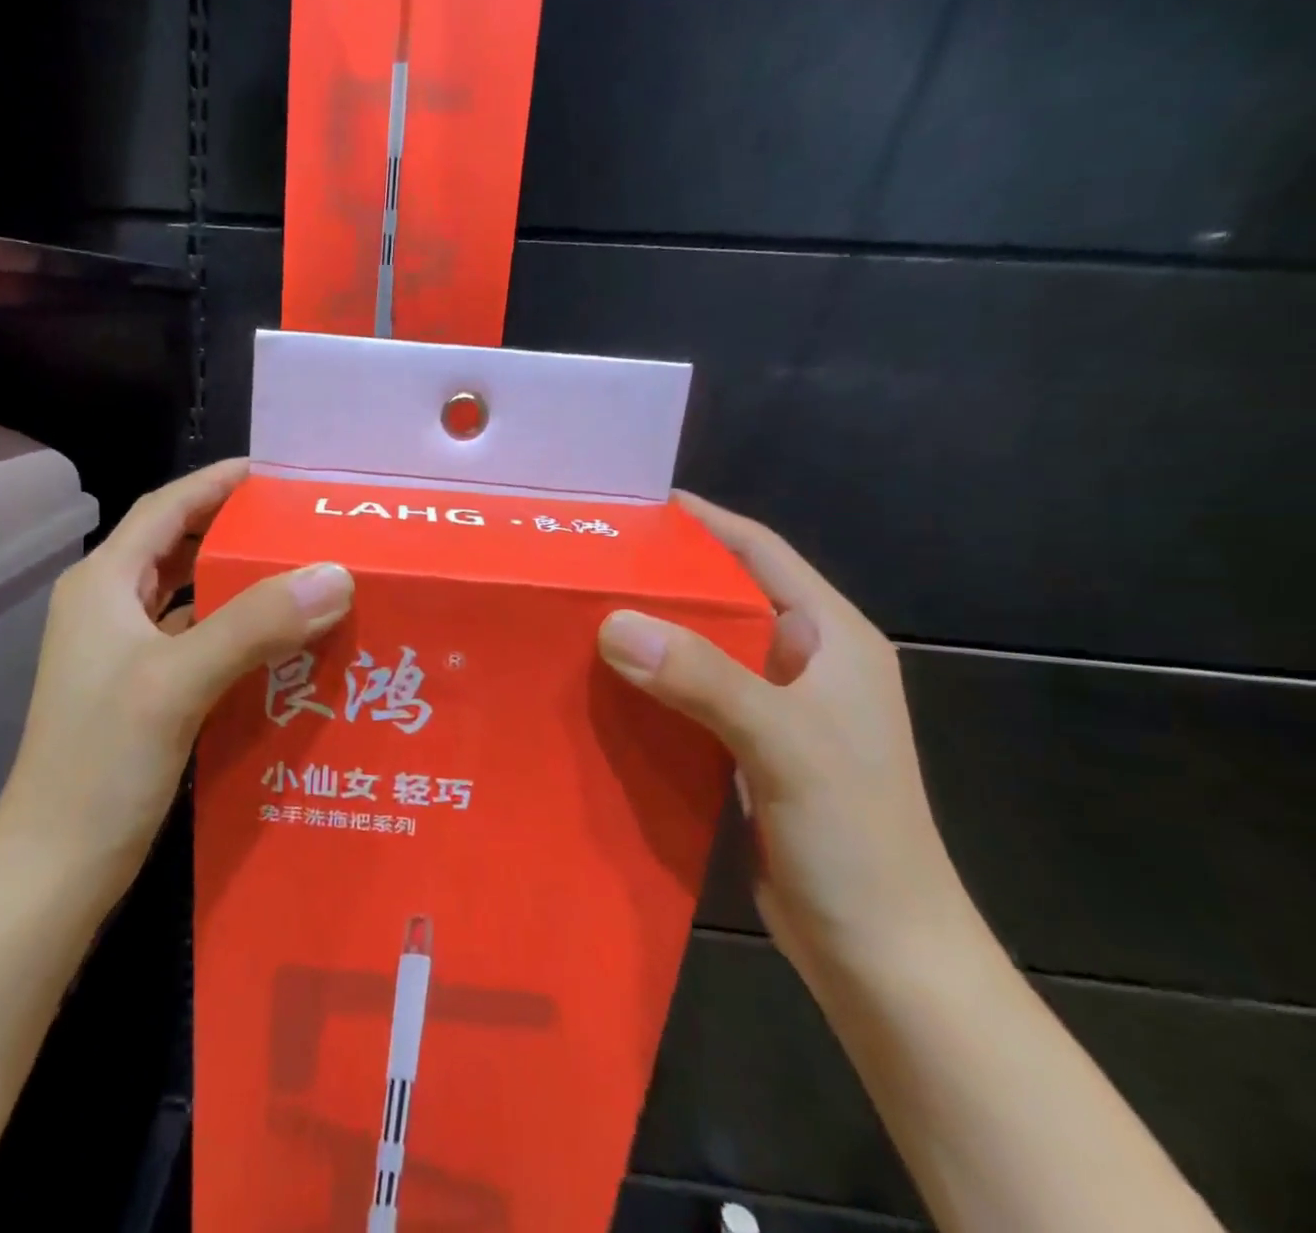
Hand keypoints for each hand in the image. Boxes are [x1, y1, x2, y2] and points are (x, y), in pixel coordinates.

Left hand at [0, 459, 353, 887]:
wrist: (54, 867)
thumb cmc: (101, 764)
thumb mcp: (177, 682)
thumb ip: (255, 623)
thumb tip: (335, 574)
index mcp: (103, 584)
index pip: (166, 508)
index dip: (216, 483)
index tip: (274, 473)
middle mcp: (108, 607)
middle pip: (178, 547)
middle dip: (235, 530)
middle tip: (300, 527)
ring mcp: (122, 653)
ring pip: (189, 597)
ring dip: (239, 585)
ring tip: (302, 577)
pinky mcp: (140, 691)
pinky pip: (196, 641)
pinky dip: (236, 633)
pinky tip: (280, 644)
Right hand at [597, 493, 974, 981]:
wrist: (883, 958)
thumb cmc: (856, 840)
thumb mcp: (785, 744)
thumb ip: (704, 677)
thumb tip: (613, 622)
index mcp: (831, 638)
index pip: (760, 551)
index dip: (702, 521)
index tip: (633, 505)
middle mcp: (802, 662)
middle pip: (722, 596)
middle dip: (660, 575)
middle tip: (588, 559)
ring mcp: (775, 709)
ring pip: (700, 648)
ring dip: (649, 632)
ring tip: (579, 611)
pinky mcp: (746, 750)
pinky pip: (689, 696)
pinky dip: (649, 683)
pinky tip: (602, 682)